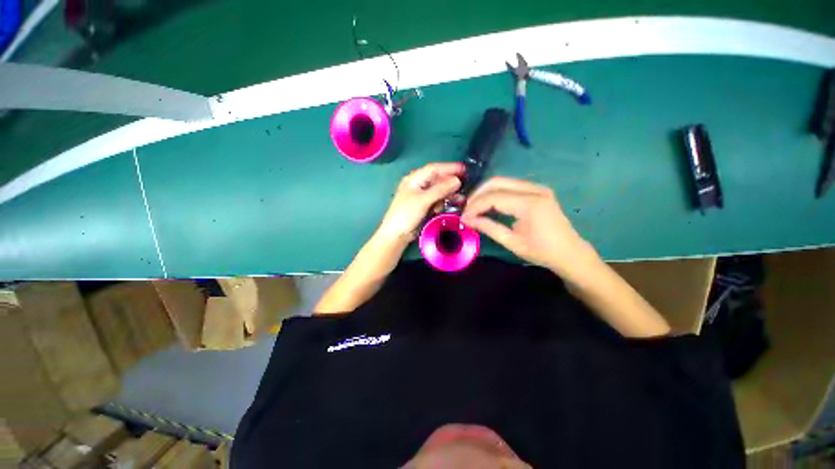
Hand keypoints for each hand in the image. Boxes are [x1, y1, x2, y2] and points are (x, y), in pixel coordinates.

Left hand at [377, 162, 463, 244]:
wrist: (397, 234)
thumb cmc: (406, 214)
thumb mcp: (423, 200)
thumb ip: (440, 189)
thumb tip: (457, 180)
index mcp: (414, 179)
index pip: (434, 169)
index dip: (449, 168)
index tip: (464, 169)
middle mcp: (418, 185)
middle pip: (437, 179)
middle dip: (450, 182)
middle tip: (465, 184)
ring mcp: (421, 195)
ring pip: (438, 190)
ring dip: (449, 193)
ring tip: (461, 198)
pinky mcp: (424, 205)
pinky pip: (437, 199)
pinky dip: (444, 201)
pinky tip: (451, 204)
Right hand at [462, 177, 597, 275]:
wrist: (569, 253)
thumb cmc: (542, 252)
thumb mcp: (512, 242)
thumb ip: (488, 227)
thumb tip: (467, 220)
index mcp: (530, 204)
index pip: (493, 197)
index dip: (475, 206)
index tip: (463, 217)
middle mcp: (534, 189)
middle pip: (496, 182)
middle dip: (477, 195)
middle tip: (467, 210)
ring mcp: (537, 188)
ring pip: (502, 181)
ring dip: (485, 193)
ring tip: (474, 208)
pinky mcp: (537, 190)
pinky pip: (510, 186)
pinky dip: (496, 193)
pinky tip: (488, 204)